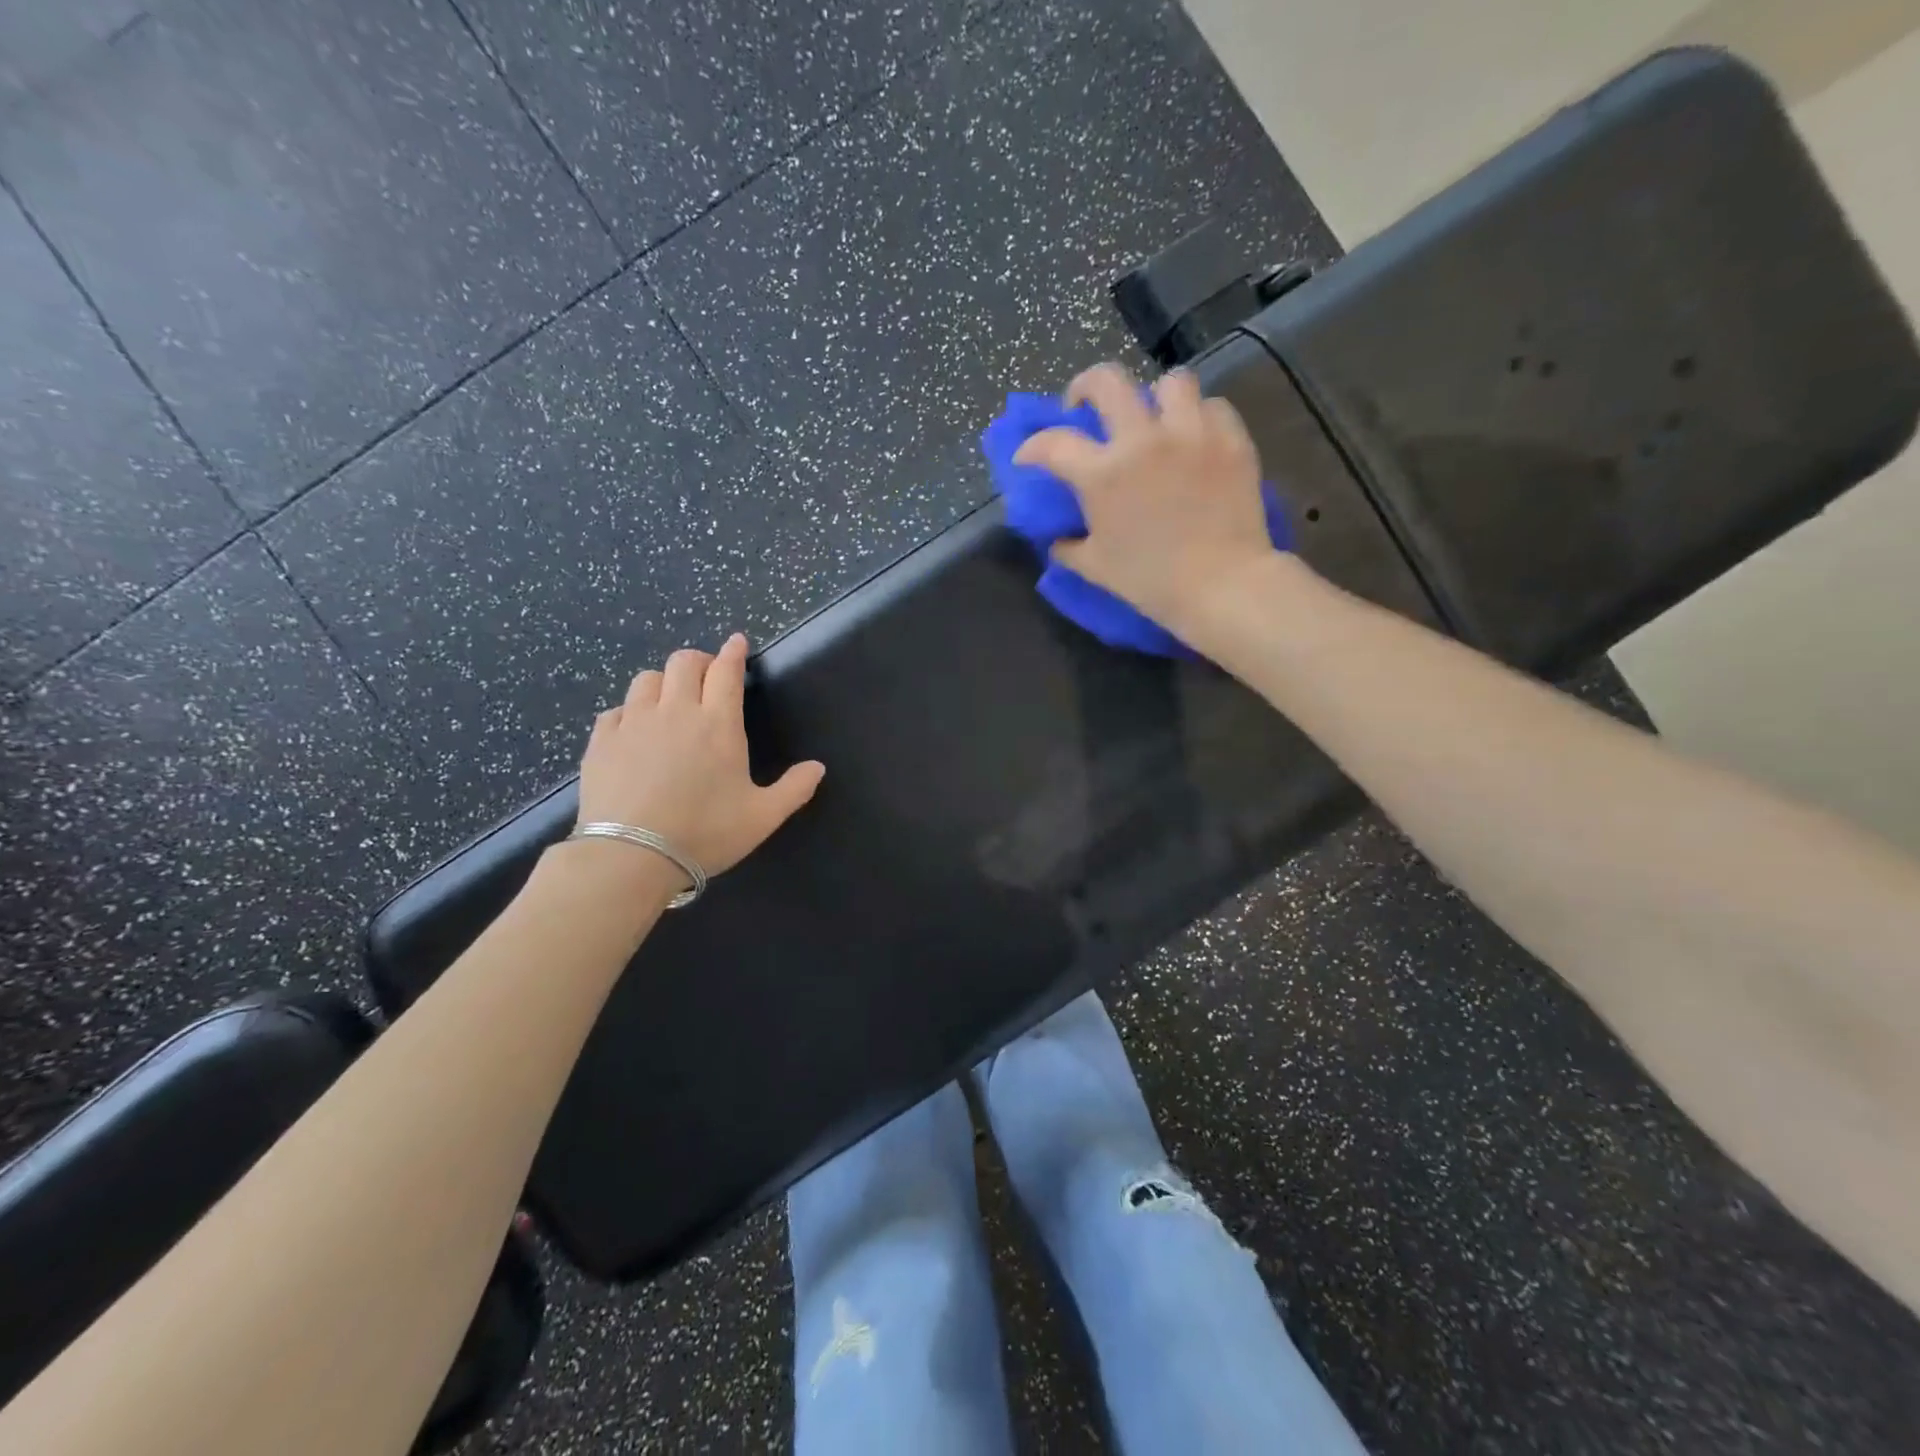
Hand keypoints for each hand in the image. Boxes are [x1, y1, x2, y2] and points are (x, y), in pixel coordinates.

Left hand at [578, 634, 824, 876]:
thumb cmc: (704, 833)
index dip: (734, 652)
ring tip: (670, 699)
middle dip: (699, 660)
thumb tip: (818, 767)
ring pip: (647, 679)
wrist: (630, 855)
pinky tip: (633, 730)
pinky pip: (616, 710)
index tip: (737, 641)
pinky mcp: (602, 741)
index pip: (727, 672)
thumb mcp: (762, 817)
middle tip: (707, 674)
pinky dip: (629, 712)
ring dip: (664, 681)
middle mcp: (676, 712)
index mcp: (718, 724)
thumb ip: (794, 789)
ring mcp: (634, 723)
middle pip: (684, 663)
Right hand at [1013, 362, 1277, 632]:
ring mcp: (1191, 434)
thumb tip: (1058, 539)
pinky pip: (1213, 407)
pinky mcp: (1231, 440)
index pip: (1053, 443)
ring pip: (1171, 382)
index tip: (1028, 456)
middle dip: (1086, 386)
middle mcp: (1143, 440)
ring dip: (1155, 396)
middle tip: (1086, 406)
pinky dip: (1199, 417)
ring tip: (1154, 418)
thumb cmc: (1151, 581)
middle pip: (1108, 381)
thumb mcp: (1096, 568)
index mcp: (1103, 474)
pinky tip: (1195, 438)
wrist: (1221, 586)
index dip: (1032, 447)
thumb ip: (1069, 548)